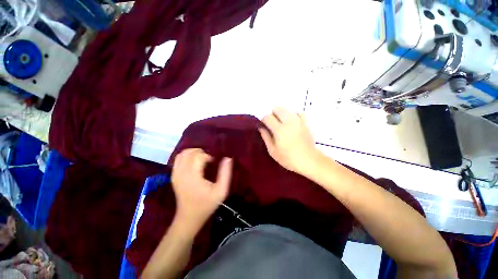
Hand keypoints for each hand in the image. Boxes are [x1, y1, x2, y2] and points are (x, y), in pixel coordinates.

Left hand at [171, 149, 231, 231]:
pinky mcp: (173, 176)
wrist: (189, 217)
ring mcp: (175, 174)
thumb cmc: (206, 204)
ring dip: (193, 153)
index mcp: (193, 176)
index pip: (198, 156)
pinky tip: (193, 162)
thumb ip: (225, 174)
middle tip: (209, 160)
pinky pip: (178, 160)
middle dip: (201, 153)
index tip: (213, 162)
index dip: (208, 156)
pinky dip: (186, 156)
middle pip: (190, 153)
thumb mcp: (221, 191)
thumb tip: (227, 158)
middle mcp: (181, 173)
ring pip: (182, 154)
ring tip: (201, 158)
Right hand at [259, 107, 318, 173]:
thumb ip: (266, 137)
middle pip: (277, 108)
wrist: (308, 160)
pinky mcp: (305, 123)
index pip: (267, 117)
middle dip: (273, 114)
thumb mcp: (272, 150)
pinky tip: (292, 123)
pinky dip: (293, 116)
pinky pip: (298, 113)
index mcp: (279, 130)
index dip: (264, 120)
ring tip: (283, 124)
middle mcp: (289, 122)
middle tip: (273, 124)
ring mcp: (298, 121)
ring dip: (282, 114)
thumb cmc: (288, 158)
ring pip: (287, 109)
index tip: (265, 125)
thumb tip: (261, 127)